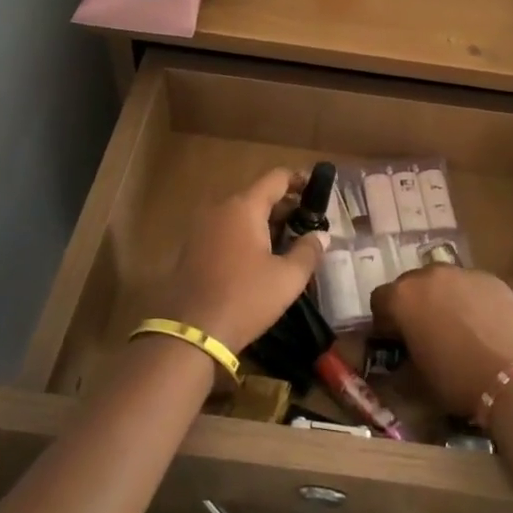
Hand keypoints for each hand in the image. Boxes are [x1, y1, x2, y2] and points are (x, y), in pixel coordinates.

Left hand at [159, 168, 326, 356]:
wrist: (190, 334)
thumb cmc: (245, 299)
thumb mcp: (287, 278)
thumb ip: (308, 251)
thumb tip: (321, 235)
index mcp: (244, 207)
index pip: (276, 178)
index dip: (299, 180)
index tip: (317, 191)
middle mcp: (220, 209)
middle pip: (258, 196)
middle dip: (284, 206)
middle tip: (307, 224)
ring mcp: (202, 229)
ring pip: (240, 215)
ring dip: (265, 223)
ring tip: (288, 243)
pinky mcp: (192, 249)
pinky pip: (226, 231)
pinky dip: (245, 236)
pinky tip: (260, 259)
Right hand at [371, 266, 512, 417]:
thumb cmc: (457, 380)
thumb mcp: (418, 379)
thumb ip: (402, 360)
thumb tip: (399, 359)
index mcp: (402, 297)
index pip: (379, 300)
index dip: (385, 322)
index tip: (395, 341)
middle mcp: (428, 275)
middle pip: (411, 285)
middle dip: (414, 305)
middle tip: (426, 333)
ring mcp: (463, 272)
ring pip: (443, 282)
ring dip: (442, 299)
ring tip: (459, 329)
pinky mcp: (492, 278)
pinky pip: (471, 286)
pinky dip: (470, 300)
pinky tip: (484, 325)